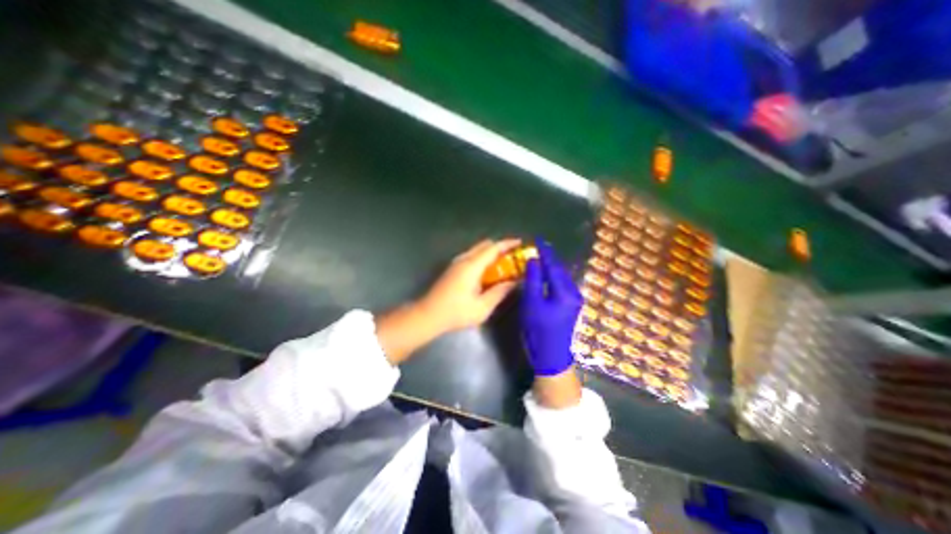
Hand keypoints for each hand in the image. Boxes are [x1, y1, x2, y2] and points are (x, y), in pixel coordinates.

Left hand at [377, 240, 518, 365]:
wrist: (428, 315)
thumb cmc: (456, 312)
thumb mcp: (483, 307)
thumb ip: (500, 292)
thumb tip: (514, 283)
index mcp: (472, 265)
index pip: (493, 248)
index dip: (508, 244)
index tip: (520, 243)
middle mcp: (464, 259)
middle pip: (485, 245)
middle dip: (500, 248)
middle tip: (513, 257)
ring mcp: (456, 263)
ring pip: (477, 250)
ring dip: (491, 253)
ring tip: (503, 265)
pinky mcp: (452, 269)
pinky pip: (471, 257)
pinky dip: (483, 259)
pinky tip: (488, 273)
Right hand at [524, 242, 583, 374]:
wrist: (551, 356)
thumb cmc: (539, 330)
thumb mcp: (532, 303)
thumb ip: (533, 279)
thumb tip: (534, 260)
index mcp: (565, 292)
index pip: (554, 266)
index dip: (545, 252)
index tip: (538, 239)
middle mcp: (574, 292)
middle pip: (560, 270)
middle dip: (549, 258)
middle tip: (538, 247)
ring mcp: (574, 300)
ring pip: (562, 277)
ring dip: (551, 267)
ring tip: (541, 257)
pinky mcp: (571, 305)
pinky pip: (561, 285)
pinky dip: (553, 277)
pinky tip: (546, 274)